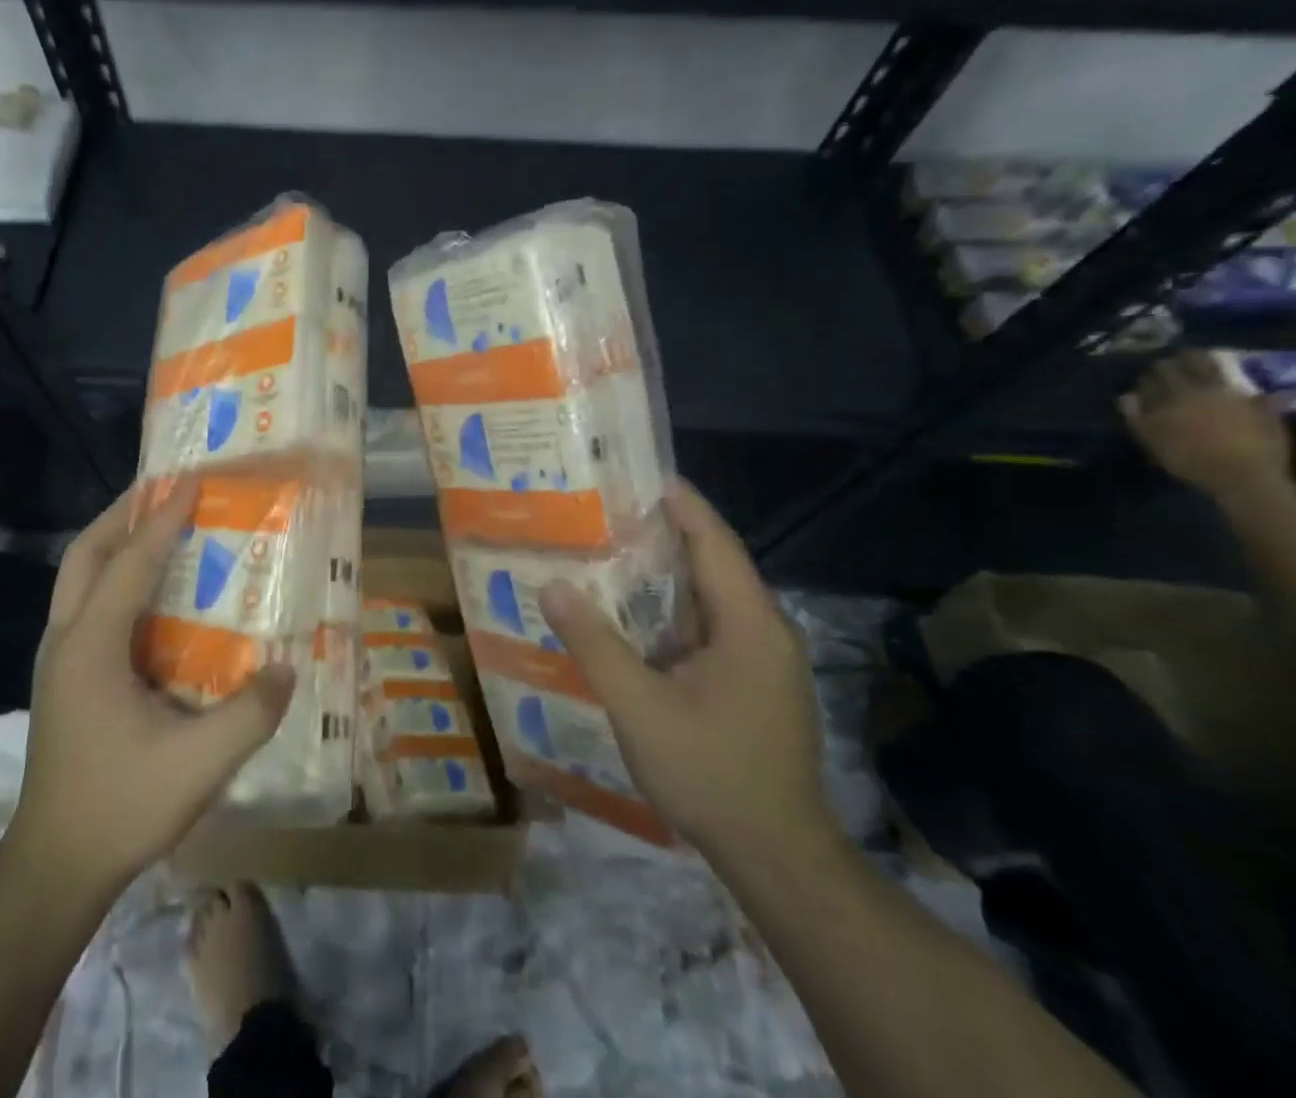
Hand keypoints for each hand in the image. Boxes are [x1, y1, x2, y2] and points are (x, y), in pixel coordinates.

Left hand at [8, 481, 295, 894]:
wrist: (54, 867)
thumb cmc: (121, 807)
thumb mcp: (199, 764)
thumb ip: (250, 713)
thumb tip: (287, 668)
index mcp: (92, 648)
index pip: (130, 564)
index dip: (162, 520)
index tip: (191, 481)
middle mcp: (67, 640)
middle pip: (84, 554)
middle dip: (122, 514)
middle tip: (162, 489)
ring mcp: (59, 659)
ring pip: (78, 577)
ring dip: (113, 541)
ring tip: (155, 523)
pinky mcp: (64, 677)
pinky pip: (86, 603)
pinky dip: (113, 575)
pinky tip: (148, 589)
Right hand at [543, 481, 835, 863]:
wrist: (778, 858)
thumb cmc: (713, 773)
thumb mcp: (640, 708)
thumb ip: (596, 644)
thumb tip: (553, 586)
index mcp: (749, 624)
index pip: (714, 541)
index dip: (681, 503)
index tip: (638, 473)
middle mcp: (764, 631)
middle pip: (712, 563)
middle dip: (662, 533)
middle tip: (605, 510)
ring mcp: (763, 660)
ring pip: (710, 599)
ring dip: (665, 575)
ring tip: (608, 552)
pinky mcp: (754, 684)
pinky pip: (709, 628)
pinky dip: (671, 612)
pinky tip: (632, 618)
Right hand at [1120, 352, 1289, 500]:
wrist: (1244, 477)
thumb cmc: (1189, 460)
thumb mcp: (1152, 441)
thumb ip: (1137, 417)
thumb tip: (1125, 397)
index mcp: (1176, 396)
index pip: (1159, 372)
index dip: (1151, 372)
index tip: (1146, 374)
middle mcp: (1206, 389)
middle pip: (1191, 364)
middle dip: (1178, 362)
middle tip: (1171, 363)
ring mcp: (1236, 396)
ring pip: (1219, 370)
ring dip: (1207, 365)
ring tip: (1200, 364)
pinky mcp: (1261, 406)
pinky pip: (1249, 389)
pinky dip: (1240, 387)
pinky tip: (1236, 389)